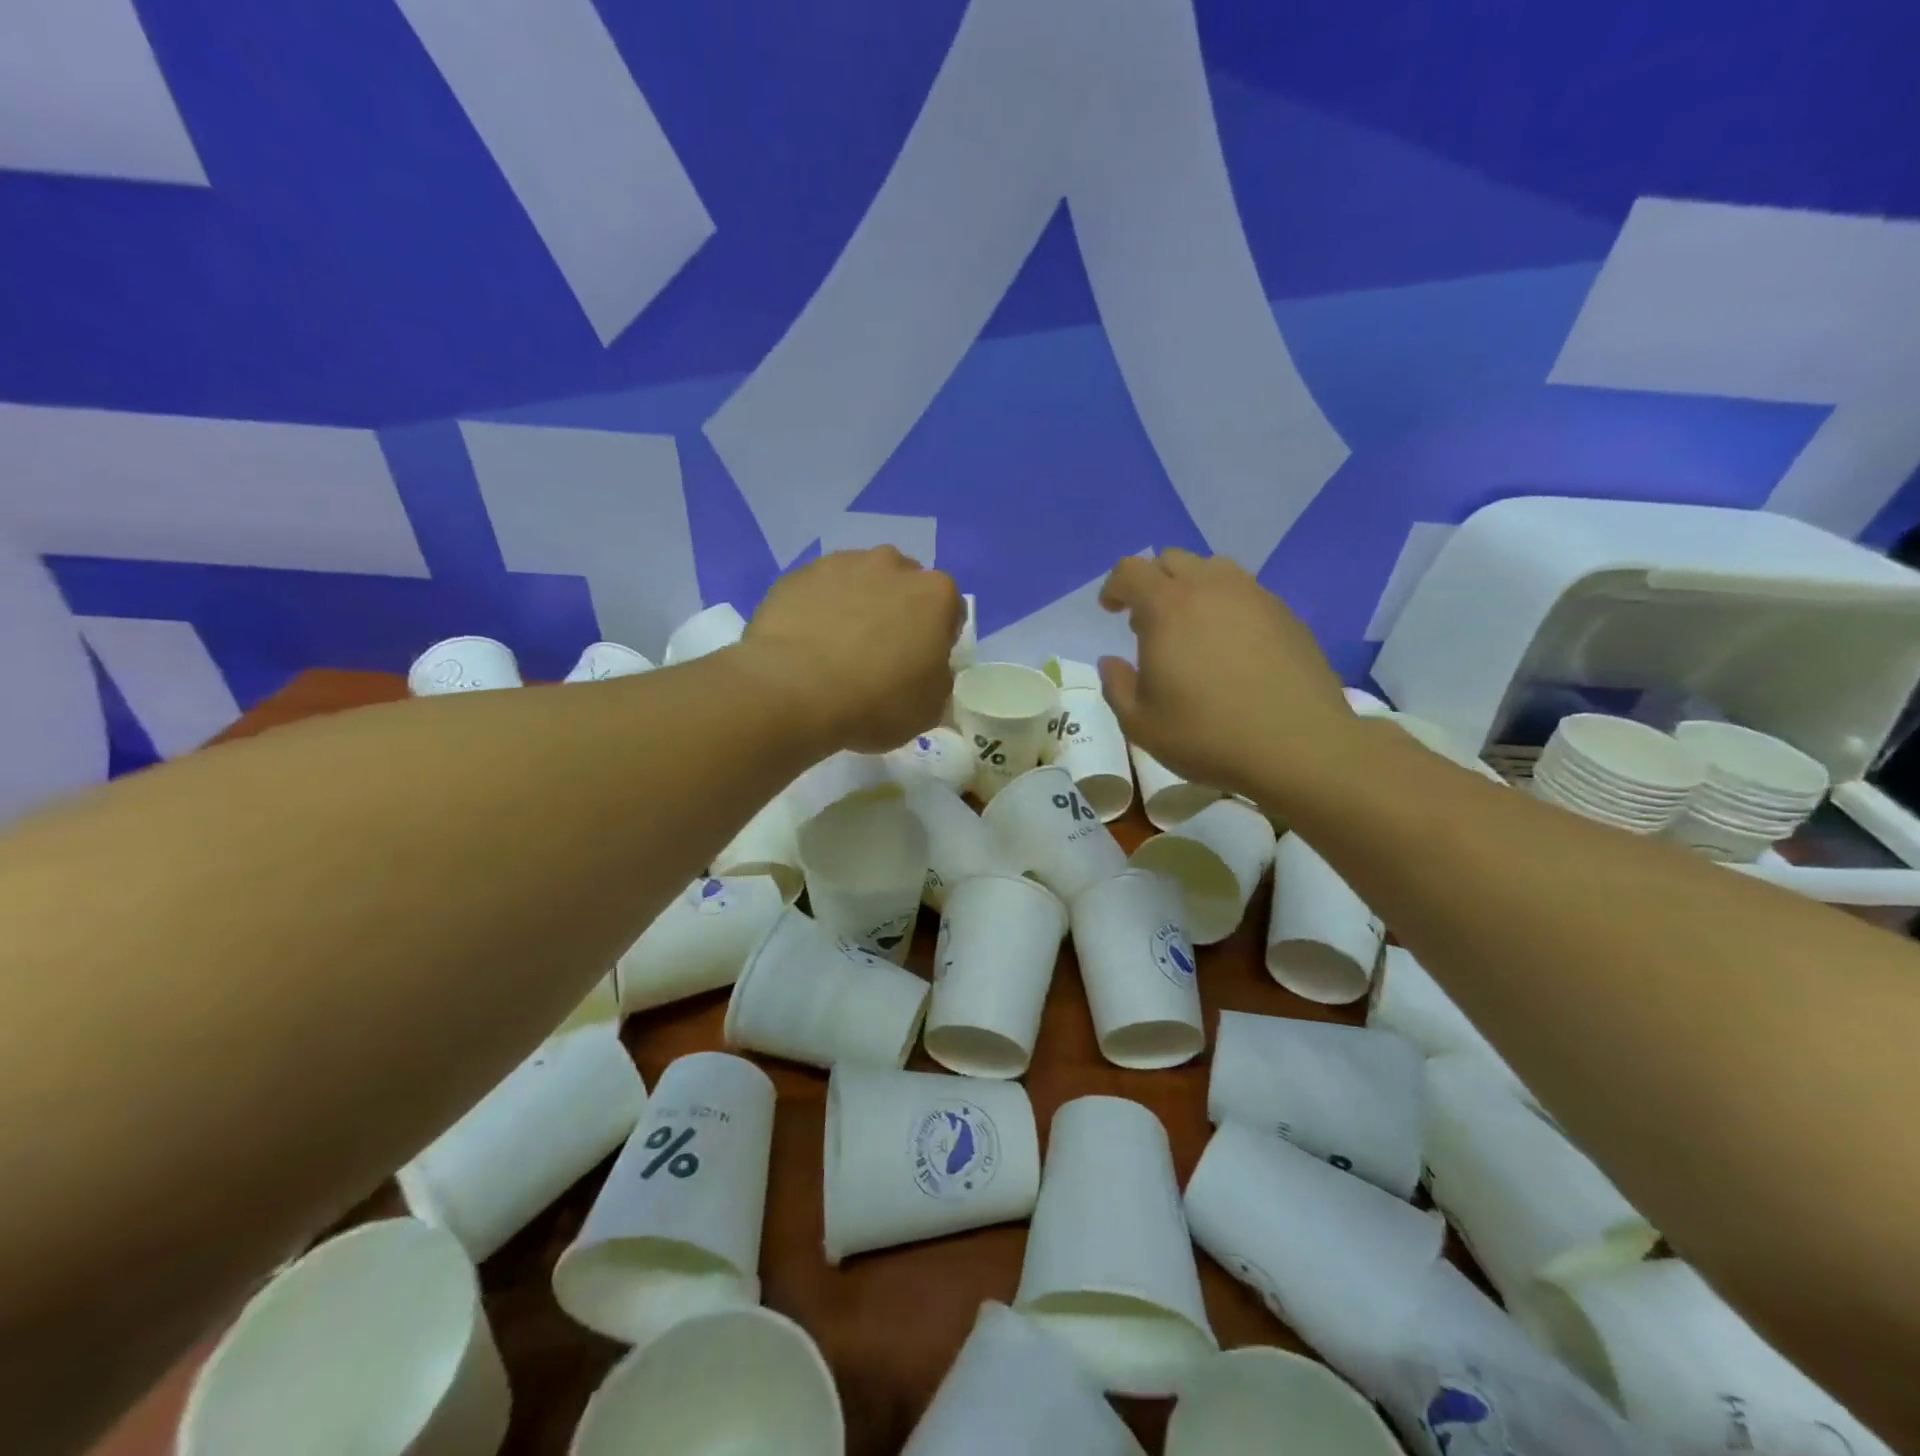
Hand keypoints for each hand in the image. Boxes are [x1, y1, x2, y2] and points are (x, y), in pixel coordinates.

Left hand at [739, 547, 963, 752]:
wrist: (793, 690)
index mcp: (935, 594)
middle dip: (896, 613)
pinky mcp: (797, 575)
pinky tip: (806, 645)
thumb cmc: (876, 701)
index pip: (949, 611)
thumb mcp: (930, 708)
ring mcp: (840, 565)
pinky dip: (817, 611)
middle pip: (903, 587)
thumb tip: (928, 671)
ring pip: (858, 583)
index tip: (920, 665)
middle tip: (880, 655)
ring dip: (856, 606)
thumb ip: (938, 679)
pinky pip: (817, 593)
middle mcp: (891, 565)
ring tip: (837, 649)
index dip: (937, 639)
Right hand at [1098, 549, 1355, 799]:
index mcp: (1167, 607)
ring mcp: (1254, 597)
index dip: (1114, 586)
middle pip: (1173, 560)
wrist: (1298, 746)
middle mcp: (1211, 588)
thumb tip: (1112, 661)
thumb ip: (1116, 685)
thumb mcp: (1140, 723)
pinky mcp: (1286, 615)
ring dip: (1192, 588)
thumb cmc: (1207, 734)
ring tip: (1191, 628)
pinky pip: (1246, 593)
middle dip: (1152, 582)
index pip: (1131, 570)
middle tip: (1148, 622)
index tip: (1110, 610)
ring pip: (1214, 569)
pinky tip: (1230, 646)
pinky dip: (1226, 606)